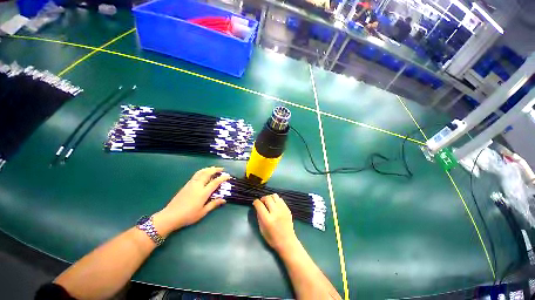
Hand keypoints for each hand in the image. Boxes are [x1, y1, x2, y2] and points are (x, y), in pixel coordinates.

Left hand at [153, 167, 229, 236]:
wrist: (170, 216)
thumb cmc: (188, 216)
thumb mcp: (203, 212)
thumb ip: (213, 204)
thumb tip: (224, 200)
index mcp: (203, 192)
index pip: (215, 182)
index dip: (222, 178)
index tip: (228, 176)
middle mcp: (198, 185)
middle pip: (208, 173)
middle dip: (215, 169)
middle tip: (222, 169)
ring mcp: (191, 184)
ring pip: (201, 172)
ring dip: (209, 168)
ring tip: (214, 168)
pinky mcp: (186, 184)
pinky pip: (196, 174)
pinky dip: (202, 171)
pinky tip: (204, 173)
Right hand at [253, 194, 298, 253]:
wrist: (287, 242)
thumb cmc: (272, 238)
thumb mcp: (262, 229)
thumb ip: (259, 216)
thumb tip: (257, 207)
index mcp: (268, 219)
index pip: (260, 205)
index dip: (256, 202)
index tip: (255, 203)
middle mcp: (275, 212)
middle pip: (267, 198)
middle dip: (262, 198)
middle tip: (261, 202)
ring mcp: (283, 209)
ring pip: (275, 196)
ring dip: (270, 197)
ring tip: (268, 202)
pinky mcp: (287, 209)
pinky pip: (280, 199)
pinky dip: (276, 200)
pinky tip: (275, 205)